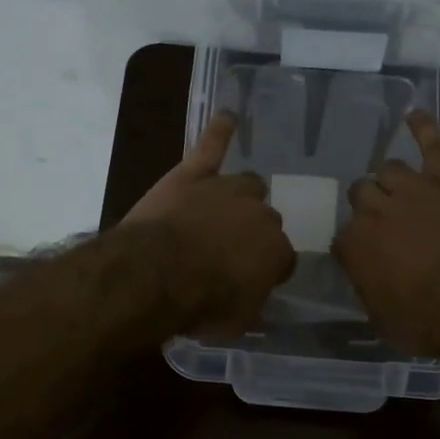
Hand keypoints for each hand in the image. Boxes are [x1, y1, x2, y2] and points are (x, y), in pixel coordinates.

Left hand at [123, 111, 295, 333]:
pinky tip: (227, 116)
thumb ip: (252, 305)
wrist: (157, 273)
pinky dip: (219, 131)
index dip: (266, 269)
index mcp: (276, 251)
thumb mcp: (236, 322)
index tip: (250, 280)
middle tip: (230, 250)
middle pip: (266, 219)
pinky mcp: (194, 174)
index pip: (282, 258)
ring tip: (229, 205)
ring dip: (241, 195)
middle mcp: (260, 214)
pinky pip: (211, 146)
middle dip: (252, 233)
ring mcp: (227, 189)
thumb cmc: (201, 303)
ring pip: (248, 184)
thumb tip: (255, 300)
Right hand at [334, 111, 439, 356]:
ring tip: (404, 189)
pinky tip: (415, 115)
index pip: (343, 237)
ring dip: (393, 180)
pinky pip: (432, 142)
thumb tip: (365, 275)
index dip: (357, 246)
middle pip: (360, 193)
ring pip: (389, 169)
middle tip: (389, 223)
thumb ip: (367, 289)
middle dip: (371, 206)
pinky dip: (423, 127)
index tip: (369, 257)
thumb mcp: (383, 320)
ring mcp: (412, 188)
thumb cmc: (429, 322)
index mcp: (354, 246)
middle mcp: (374, 210)